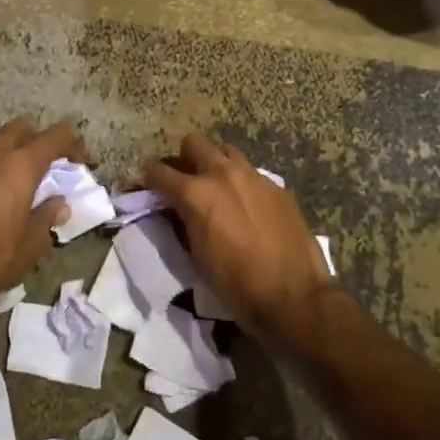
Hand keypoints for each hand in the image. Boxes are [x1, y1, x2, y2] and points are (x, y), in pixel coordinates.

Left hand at [0, 118, 85, 316]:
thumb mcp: (32, 243)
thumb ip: (48, 216)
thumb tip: (59, 204)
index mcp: (21, 165)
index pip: (55, 137)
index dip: (74, 145)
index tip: (84, 162)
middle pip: (21, 128)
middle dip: (39, 139)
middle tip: (50, 164)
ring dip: (13, 155)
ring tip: (21, 183)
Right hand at [142, 133, 335, 345]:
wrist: (293, 296)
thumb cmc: (236, 285)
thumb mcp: (196, 257)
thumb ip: (183, 223)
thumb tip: (177, 210)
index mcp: (196, 194)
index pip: (158, 171)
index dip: (148, 177)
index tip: (146, 185)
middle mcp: (222, 174)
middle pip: (194, 143)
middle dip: (184, 158)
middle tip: (185, 180)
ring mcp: (254, 176)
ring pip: (226, 151)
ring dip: (216, 163)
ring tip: (218, 187)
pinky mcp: (277, 186)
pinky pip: (253, 173)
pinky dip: (243, 183)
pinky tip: (248, 206)